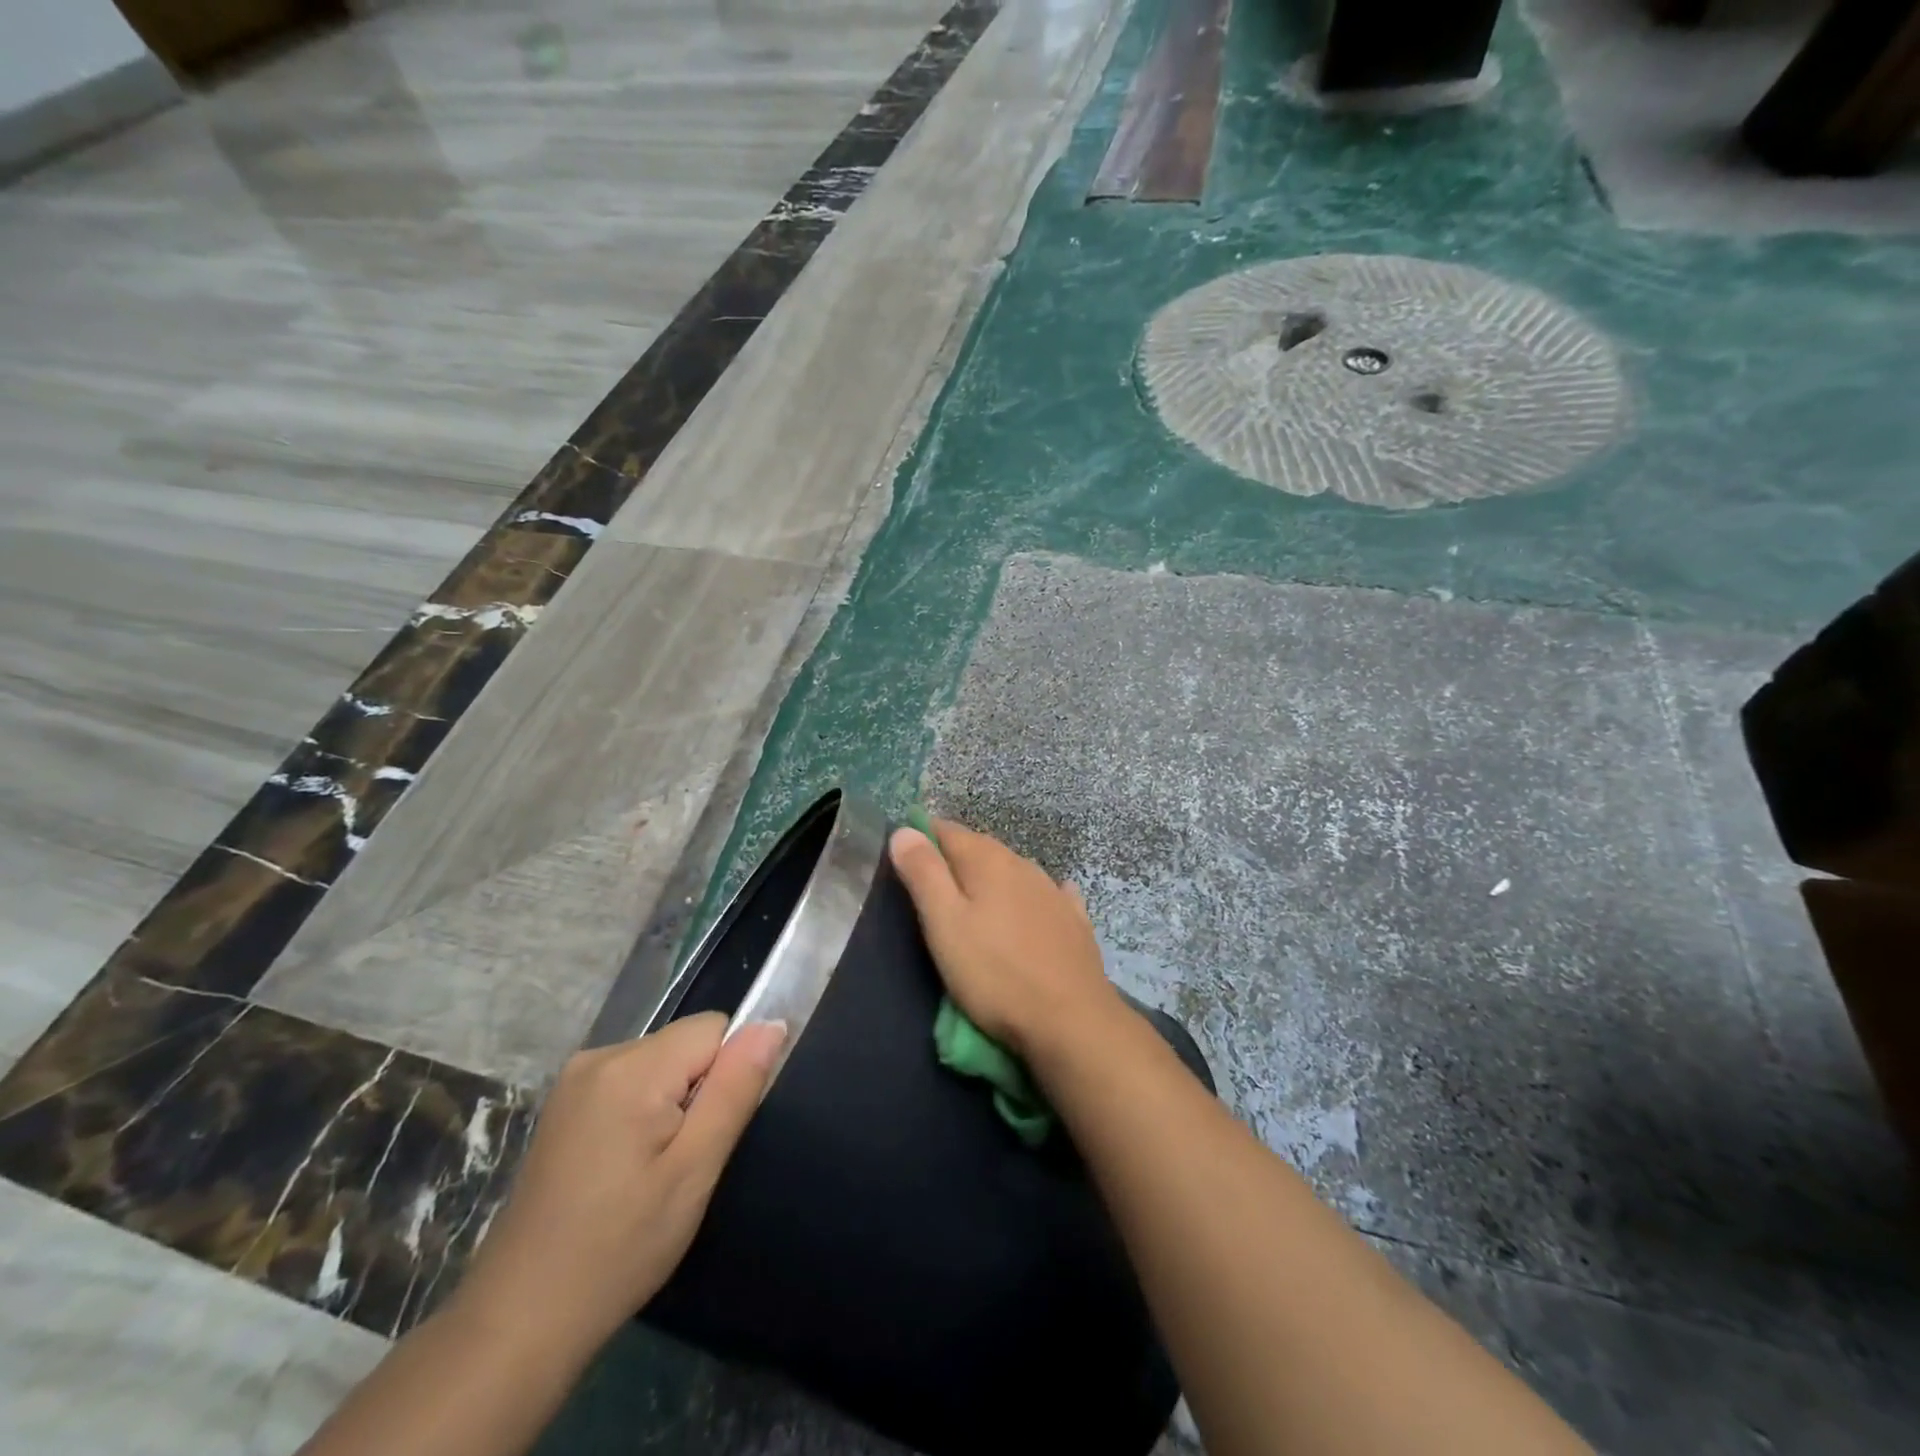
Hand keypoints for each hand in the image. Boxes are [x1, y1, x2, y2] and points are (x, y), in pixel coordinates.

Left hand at [455, 1014, 785, 1356]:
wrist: (519, 1321)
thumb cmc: (619, 1247)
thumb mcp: (694, 1170)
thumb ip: (736, 1087)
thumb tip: (772, 1024)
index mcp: (632, 1066)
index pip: (714, 1028)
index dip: (727, 1074)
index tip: (708, 1133)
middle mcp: (599, 1055)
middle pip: (685, 1044)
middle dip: (698, 1090)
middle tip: (681, 1162)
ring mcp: (574, 1079)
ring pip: (660, 1063)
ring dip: (672, 1102)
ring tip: (652, 1170)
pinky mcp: (563, 1104)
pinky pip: (630, 1081)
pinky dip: (643, 1111)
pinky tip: (625, 1167)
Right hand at [889, 818, 1120, 1059]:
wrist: (1071, 1020)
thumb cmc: (994, 973)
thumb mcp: (944, 924)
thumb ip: (924, 873)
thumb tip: (904, 830)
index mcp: (988, 860)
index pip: (947, 830)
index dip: (922, 838)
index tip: (903, 859)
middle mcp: (1023, 865)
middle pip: (981, 848)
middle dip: (955, 859)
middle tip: (931, 887)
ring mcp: (1053, 892)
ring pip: (1013, 871)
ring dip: (992, 878)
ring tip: (974, 902)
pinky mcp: (1075, 921)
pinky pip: (1049, 895)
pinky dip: (1032, 896)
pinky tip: (1036, 903)